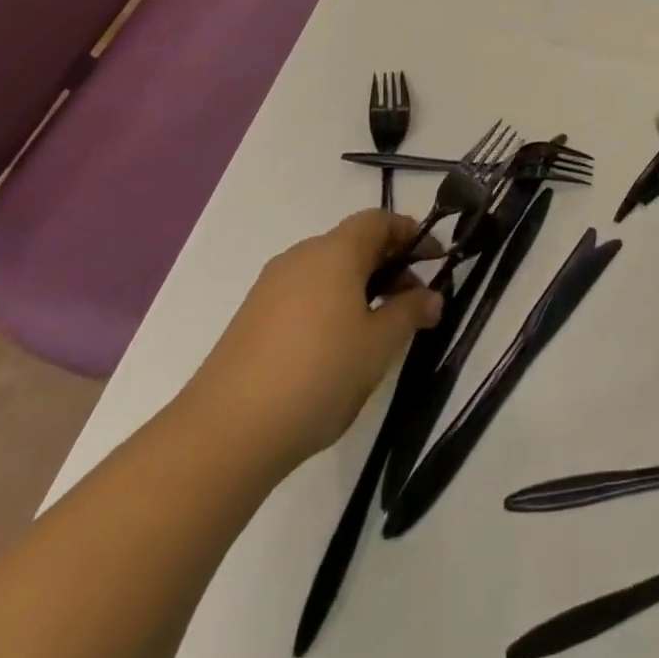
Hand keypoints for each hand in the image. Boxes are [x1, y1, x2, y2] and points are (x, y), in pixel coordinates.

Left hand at [179, 212, 442, 473]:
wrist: (223, 436)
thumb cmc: (318, 374)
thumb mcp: (380, 344)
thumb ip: (411, 311)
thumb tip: (432, 297)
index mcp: (334, 252)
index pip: (379, 221)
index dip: (411, 234)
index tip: (435, 260)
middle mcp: (300, 258)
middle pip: (353, 244)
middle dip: (389, 264)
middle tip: (412, 300)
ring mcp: (269, 289)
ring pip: (327, 271)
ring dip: (360, 287)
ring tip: (378, 329)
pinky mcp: (250, 321)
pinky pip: (303, 296)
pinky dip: (330, 306)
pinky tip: (336, 349)